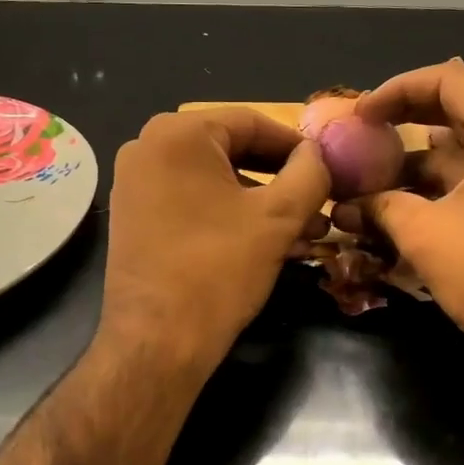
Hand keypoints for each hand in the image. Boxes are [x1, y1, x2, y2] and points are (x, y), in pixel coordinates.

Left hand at [101, 109, 329, 366]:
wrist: (156, 342)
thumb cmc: (219, 268)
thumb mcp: (279, 217)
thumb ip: (309, 173)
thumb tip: (316, 154)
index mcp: (178, 133)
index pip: (251, 122)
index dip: (296, 144)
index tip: (328, 167)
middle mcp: (148, 147)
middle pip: (232, 150)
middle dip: (281, 179)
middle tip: (320, 202)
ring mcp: (136, 183)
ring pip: (215, 180)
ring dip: (262, 202)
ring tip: (306, 231)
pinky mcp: (135, 216)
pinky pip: (193, 200)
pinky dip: (231, 215)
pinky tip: (269, 243)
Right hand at [333, 61, 463, 365]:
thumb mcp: (425, 234)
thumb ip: (381, 205)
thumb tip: (346, 204)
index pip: (448, 79)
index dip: (395, 90)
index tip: (360, 115)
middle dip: (408, 120)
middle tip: (366, 136)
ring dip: (428, 157)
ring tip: (380, 176)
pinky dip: (455, 179)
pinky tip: (416, 201)